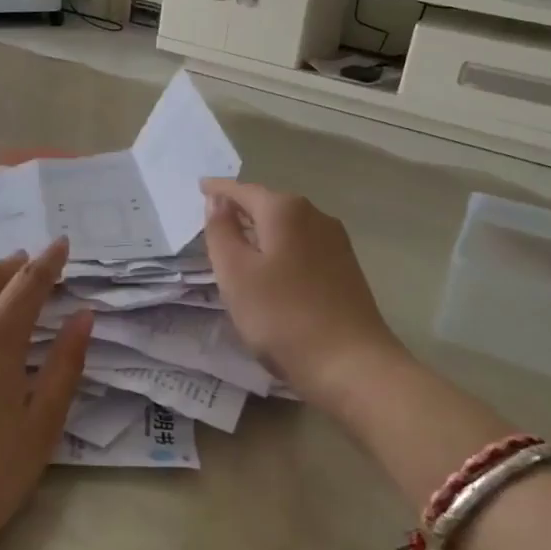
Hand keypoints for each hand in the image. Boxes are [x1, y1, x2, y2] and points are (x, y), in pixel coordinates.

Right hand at [201, 180, 408, 408]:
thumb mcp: (236, 274)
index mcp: (285, 211)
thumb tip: (217, 200)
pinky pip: (302, 246)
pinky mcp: (345, 268)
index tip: (199, 186)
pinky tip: (272, 269)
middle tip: (214, 218)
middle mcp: (315, 216)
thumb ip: (221, 232)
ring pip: (288, 226)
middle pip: (269, 205)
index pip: (243, 191)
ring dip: (262, 231)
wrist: (350, 363)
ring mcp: (335, 242)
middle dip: (241, 209)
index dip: (218, 190)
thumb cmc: (282, 316)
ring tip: (238, 244)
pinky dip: (281, 249)